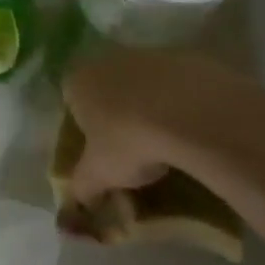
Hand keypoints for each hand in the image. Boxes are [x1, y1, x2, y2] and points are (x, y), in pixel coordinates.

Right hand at [62, 49, 264, 202]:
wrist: (194, 115)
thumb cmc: (129, 141)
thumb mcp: (99, 174)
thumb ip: (82, 188)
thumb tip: (72, 209)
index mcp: (78, 80)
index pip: (71, 99)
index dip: (83, 125)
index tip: (99, 148)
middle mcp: (109, 59)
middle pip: (108, 87)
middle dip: (117, 112)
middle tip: (132, 147)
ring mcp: (151, 55)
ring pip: (144, 84)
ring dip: (151, 106)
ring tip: (167, 140)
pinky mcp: (189, 58)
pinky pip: (179, 85)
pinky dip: (182, 103)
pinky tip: (193, 128)